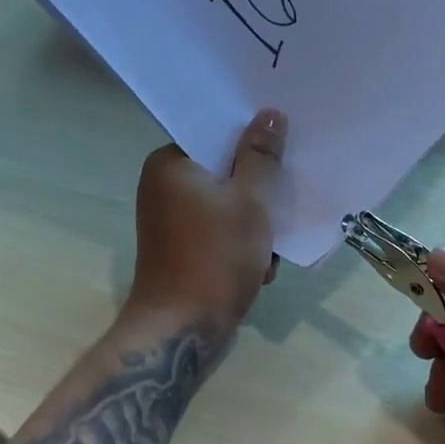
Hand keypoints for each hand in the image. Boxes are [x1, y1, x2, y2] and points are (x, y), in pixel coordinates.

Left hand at [126, 109, 286, 331]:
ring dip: (254, 225)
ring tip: (268, 249)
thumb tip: (269, 113)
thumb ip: (261, 155)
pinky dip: (240, 245)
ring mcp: (170, 222)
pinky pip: (218, 232)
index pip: (214, 134)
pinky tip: (259, 267)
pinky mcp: (181, 250)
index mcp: (170, 164)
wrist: (183, 330)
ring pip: (226, 205)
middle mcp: (163, 187)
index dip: (251, 140)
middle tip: (281, 204)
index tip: (282, 150)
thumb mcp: (249, 200)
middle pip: (223, 171)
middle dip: (257, 192)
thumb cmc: (215, 256)